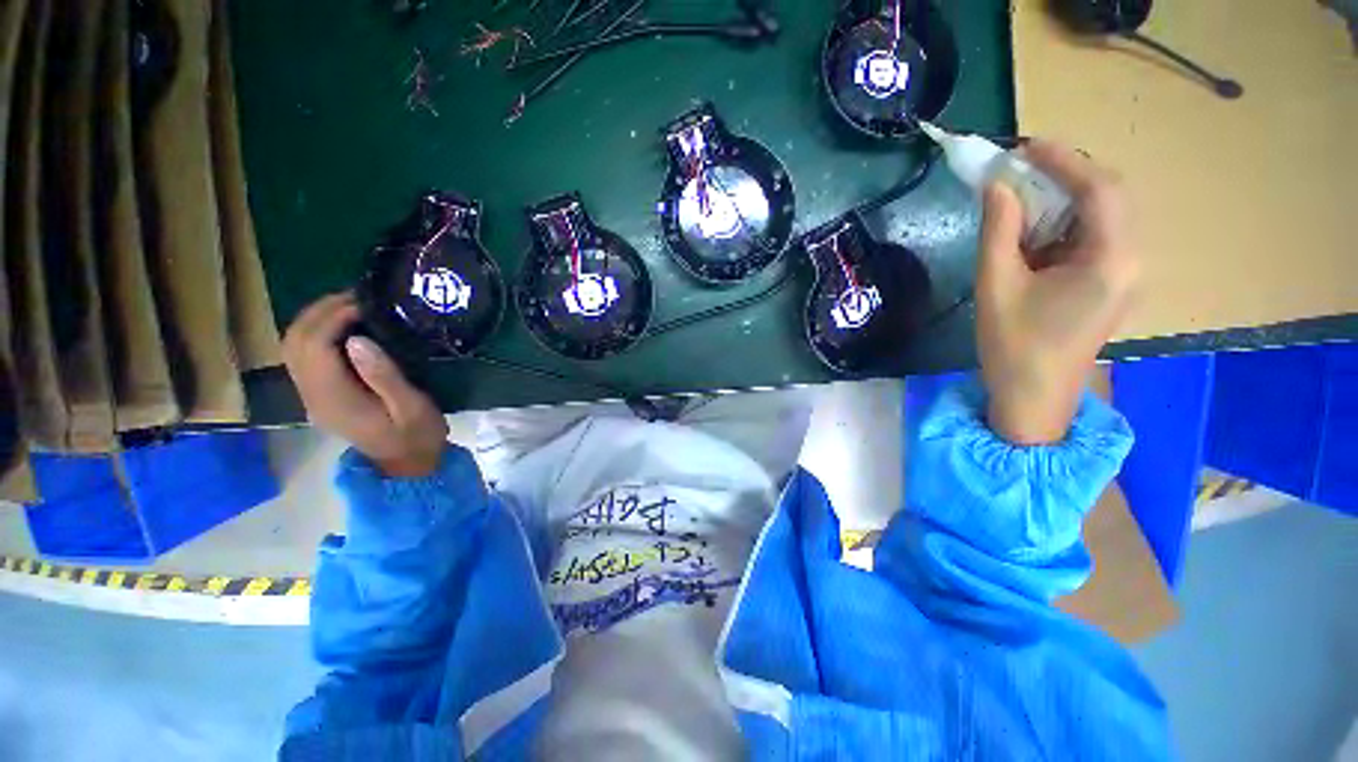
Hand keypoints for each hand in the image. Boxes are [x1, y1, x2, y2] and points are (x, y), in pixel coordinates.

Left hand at [282, 292, 447, 476]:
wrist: (407, 464)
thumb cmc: (416, 435)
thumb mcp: (412, 407)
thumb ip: (384, 376)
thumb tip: (356, 339)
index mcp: (334, 398)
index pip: (314, 346)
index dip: (333, 317)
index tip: (365, 302)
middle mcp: (312, 395)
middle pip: (295, 342)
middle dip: (320, 311)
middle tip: (357, 296)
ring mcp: (312, 395)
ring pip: (293, 346)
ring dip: (315, 319)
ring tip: (351, 305)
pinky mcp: (320, 394)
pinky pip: (304, 355)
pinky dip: (318, 332)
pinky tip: (344, 326)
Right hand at [976, 141, 1138, 444]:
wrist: (1034, 398)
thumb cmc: (1013, 347)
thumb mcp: (997, 286)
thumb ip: (999, 231)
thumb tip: (998, 184)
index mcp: (1111, 260)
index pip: (1100, 189)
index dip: (1064, 161)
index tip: (1025, 146)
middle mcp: (1130, 259)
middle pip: (1107, 198)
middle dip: (1065, 177)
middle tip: (1020, 171)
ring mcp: (1123, 272)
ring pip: (1100, 216)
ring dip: (1062, 201)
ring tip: (1020, 200)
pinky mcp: (1109, 283)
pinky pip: (1091, 238)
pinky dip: (1062, 226)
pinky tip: (1031, 234)